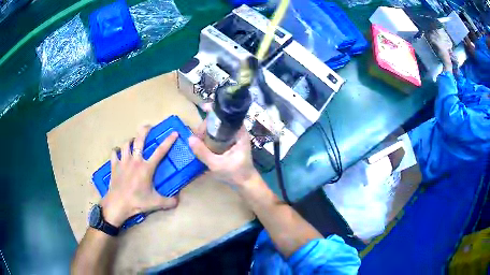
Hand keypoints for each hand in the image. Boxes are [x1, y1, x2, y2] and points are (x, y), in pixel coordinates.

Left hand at [101, 126, 178, 226]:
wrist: (118, 204)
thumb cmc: (137, 202)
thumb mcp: (155, 203)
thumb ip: (169, 201)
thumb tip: (178, 200)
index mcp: (146, 168)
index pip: (160, 151)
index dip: (168, 141)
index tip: (174, 133)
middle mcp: (135, 161)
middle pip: (139, 140)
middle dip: (144, 131)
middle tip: (147, 126)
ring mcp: (123, 162)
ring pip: (126, 144)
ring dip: (130, 141)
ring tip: (133, 141)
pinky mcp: (114, 165)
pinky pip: (114, 153)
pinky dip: (116, 150)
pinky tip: (118, 151)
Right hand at [188, 119, 259, 188]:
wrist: (246, 183)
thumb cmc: (235, 174)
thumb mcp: (217, 164)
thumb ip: (203, 152)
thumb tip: (189, 138)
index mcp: (239, 133)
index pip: (226, 115)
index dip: (214, 113)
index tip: (203, 111)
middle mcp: (238, 132)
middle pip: (221, 120)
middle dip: (207, 125)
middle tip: (197, 136)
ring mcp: (235, 137)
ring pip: (219, 128)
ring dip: (207, 131)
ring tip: (197, 139)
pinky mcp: (231, 143)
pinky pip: (219, 135)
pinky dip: (210, 137)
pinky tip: (202, 142)